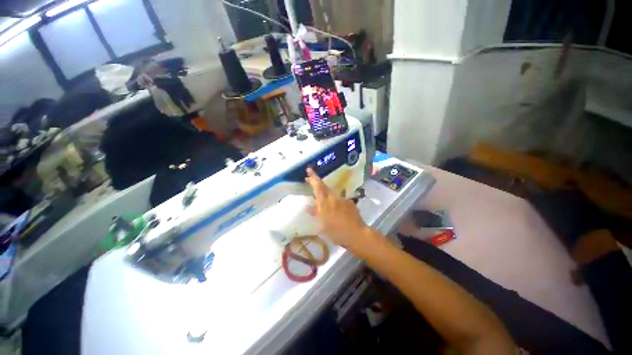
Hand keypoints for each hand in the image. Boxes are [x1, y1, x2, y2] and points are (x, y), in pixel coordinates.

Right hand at [305, 167, 370, 250]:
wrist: (356, 234)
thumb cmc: (336, 232)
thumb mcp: (322, 225)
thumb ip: (316, 213)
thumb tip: (308, 207)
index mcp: (325, 202)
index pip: (318, 186)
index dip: (313, 177)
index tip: (309, 169)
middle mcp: (334, 197)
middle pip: (324, 187)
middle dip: (317, 182)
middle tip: (311, 180)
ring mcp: (343, 199)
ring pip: (332, 194)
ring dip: (326, 195)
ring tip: (324, 203)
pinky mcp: (350, 202)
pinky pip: (339, 200)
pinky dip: (335, 203)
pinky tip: (336, 210)